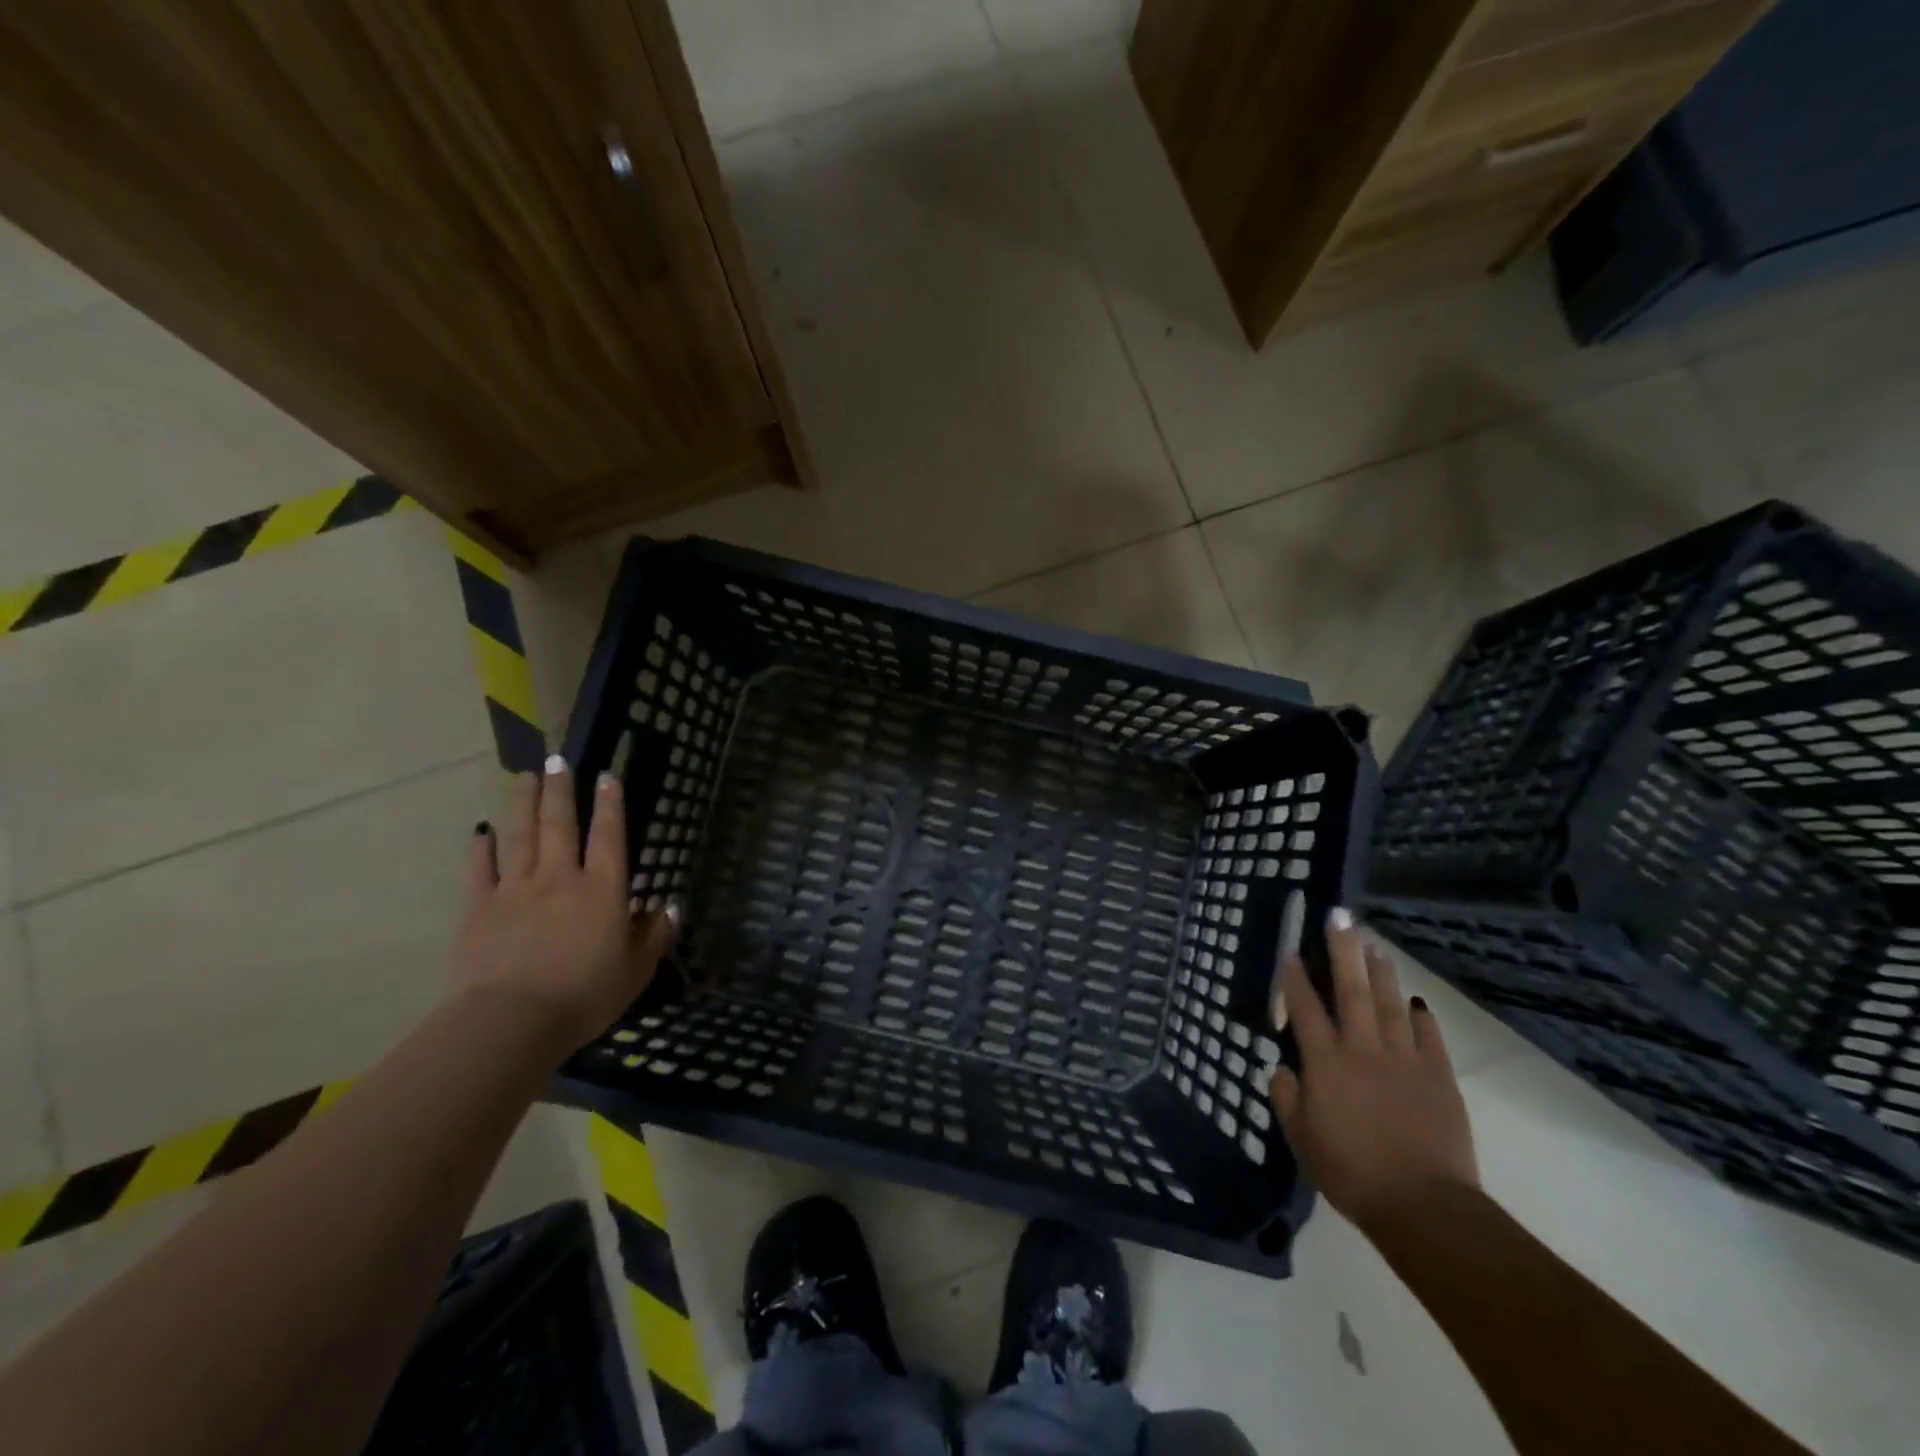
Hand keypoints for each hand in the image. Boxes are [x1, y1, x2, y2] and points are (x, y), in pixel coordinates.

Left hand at [454, 756, 677, 1054]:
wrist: (512, 1022)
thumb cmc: (584, 997)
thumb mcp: (635, 972)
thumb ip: (654, 937)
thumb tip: (671, 908)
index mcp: (603, 890)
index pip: (610, 836)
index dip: (610, 804)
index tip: (607, 775)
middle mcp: (561, 878)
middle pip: (561, 824)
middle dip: (562, 790)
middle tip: (558, 760)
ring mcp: (516, 890)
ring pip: (521, 836)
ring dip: (524, 804)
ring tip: (525, 777)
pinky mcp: (480, 909)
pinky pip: (479, 870)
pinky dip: (480, 849)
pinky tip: (480, 831)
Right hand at [1270, 911, 1477, 1231]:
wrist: (1423, 1206)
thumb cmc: (1351, 1173)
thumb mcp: (1302, 1140)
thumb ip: (1287, 1099)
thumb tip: (1282, 1069)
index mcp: (1325, 1063)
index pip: (1305, 1009)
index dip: (1295, 978)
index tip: (1291, 951)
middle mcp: (1362, 1049)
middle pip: (1350, 990)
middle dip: (1342, 950)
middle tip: (1339, 917)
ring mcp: (1404, 1060)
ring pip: (1390, 1004)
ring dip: (1380, 973)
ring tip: (1374, 946)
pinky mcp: (1438, 1077)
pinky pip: (1429, 1037)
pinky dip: (1421, 1017)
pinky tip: (1416, 1002)